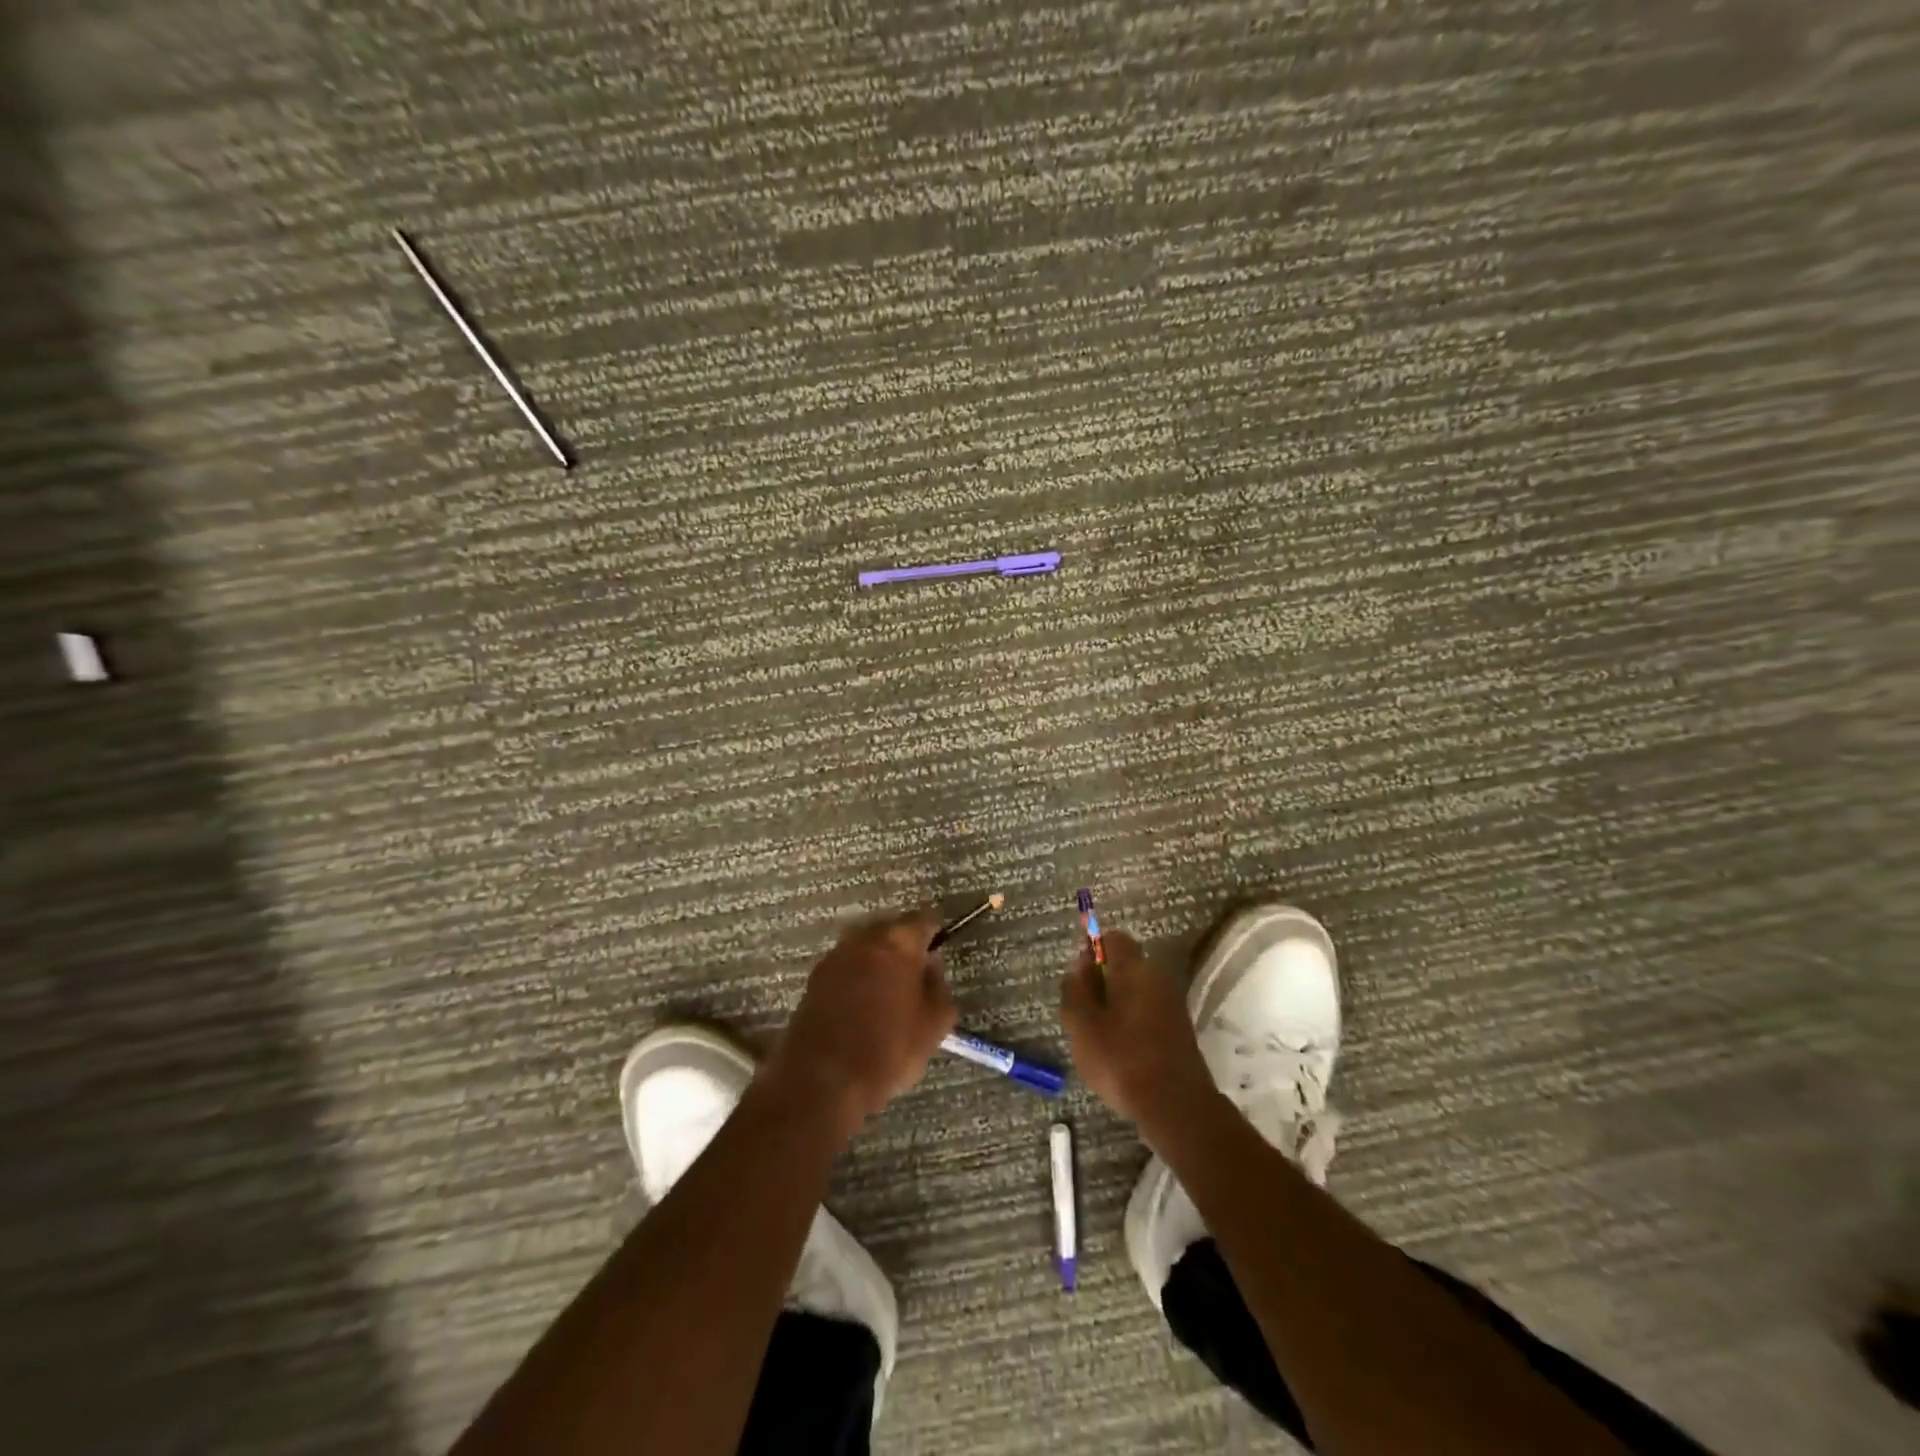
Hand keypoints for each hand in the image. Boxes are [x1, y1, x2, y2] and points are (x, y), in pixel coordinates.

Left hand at [768, 912, 958, 1135]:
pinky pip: (846, 966)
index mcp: (898, 942)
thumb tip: (931, 969)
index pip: (923, 920)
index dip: (934, 933)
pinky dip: (857, 976)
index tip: (940, 948)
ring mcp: (835, 956)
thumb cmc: (888, 1050)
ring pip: (865, 947)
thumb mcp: (934, 1026)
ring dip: (878, 961)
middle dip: (904, 946)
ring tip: (889, 991)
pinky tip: (863, 1004)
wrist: (822, 1080)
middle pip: (891, 929)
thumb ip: (940, 989)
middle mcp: (864, 938)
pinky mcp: (815, 978)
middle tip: (917, 974)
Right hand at [1061, 930, 1216, 1127]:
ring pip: (1137, 991)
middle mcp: (1158, 978)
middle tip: (1082, 1010)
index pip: (1114, 938)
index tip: (1078, 974)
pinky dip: (1132, 1022)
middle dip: (1102, 980)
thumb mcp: (1082, 1024)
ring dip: (1116, 1004)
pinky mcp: (1180, 1030)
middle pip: (1126, 965)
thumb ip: (1076, 988)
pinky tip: (1120, 1051)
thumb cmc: (1121, 1059)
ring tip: (1097, 1035)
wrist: (1176, 1107)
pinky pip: (1149, 1012)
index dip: (1093, 948)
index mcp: (1134, 969)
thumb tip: (1080, 963)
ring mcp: (1173, 1005)